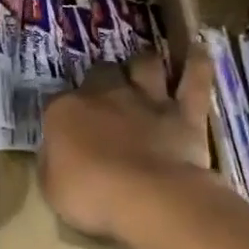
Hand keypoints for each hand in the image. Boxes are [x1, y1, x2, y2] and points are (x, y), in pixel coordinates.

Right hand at [40, 49, 215, 243]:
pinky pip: (195, 79)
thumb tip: (53, 150)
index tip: (63, 126)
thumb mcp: (51, 187)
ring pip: (145, 65)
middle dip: (101, 79)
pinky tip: (198, 50)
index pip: (56, 101)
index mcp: (65, 112)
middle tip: (104, 94)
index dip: (61, 112)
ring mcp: (147, 100)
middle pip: (100, 72)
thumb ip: (51, 162)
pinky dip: (197, 63)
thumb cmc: (90, 197)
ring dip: (143, 65)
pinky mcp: (185, 113)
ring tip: (143, 70)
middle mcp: (104, 96)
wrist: (149, 199)